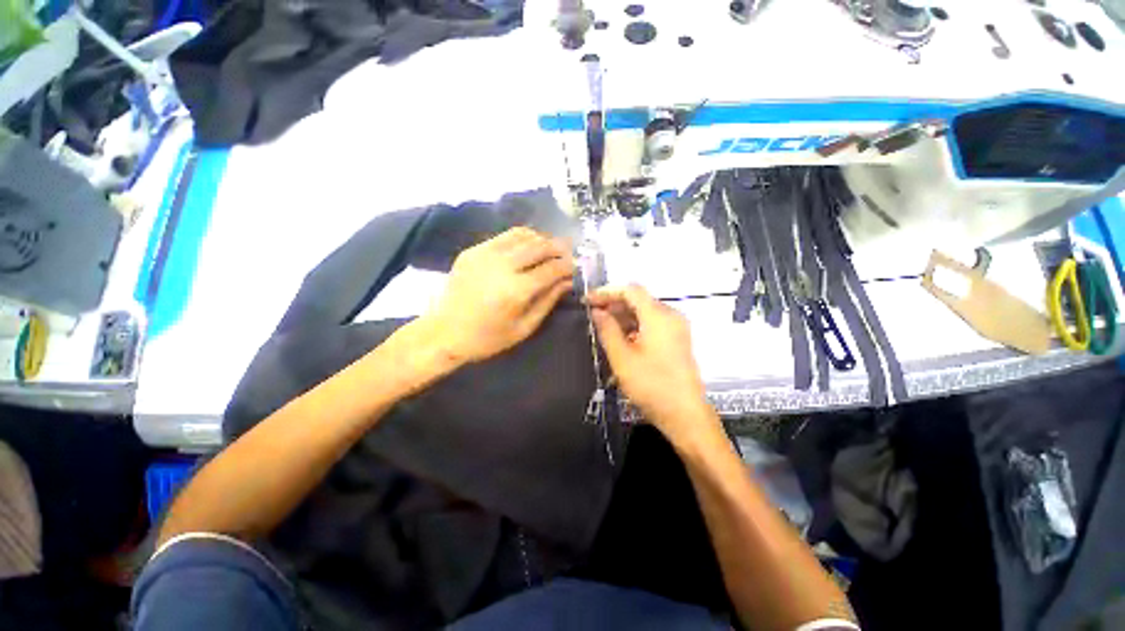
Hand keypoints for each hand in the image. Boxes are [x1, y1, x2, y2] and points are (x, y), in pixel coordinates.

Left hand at [422, 227, 574, 365]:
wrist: (444, 333)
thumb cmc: (487, 338)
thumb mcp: (524, 327)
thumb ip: (548, 301)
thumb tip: (568, 282)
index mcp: (516, 290)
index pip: (552, 269)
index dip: (568, 266)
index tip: (577, 267)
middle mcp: (502, 266)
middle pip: (539, 246)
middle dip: (559, 248)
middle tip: (568, 254)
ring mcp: (484, 254)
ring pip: (523, 235)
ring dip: (542, 240)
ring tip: (550, 250)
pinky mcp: (473, 250)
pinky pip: (504, 236)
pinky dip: (522, 238)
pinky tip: (527, 248)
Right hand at [587, 285, 717, 441]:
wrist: (685, 415)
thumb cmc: (651, 385)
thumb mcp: (622, 358)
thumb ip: (607, 329)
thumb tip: (597, 311)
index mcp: (659, 316)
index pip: (630, 290)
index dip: (607, 292)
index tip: (588, 300)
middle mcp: (671, 316)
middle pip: (639, 300)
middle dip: (614, 304)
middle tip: (592, 315)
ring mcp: (676, 328)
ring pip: (645, 312)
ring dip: (623, 316)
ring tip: (602, 327)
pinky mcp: (677, 340)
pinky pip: (652, 324)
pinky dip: (634, 326)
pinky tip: (620, 338)